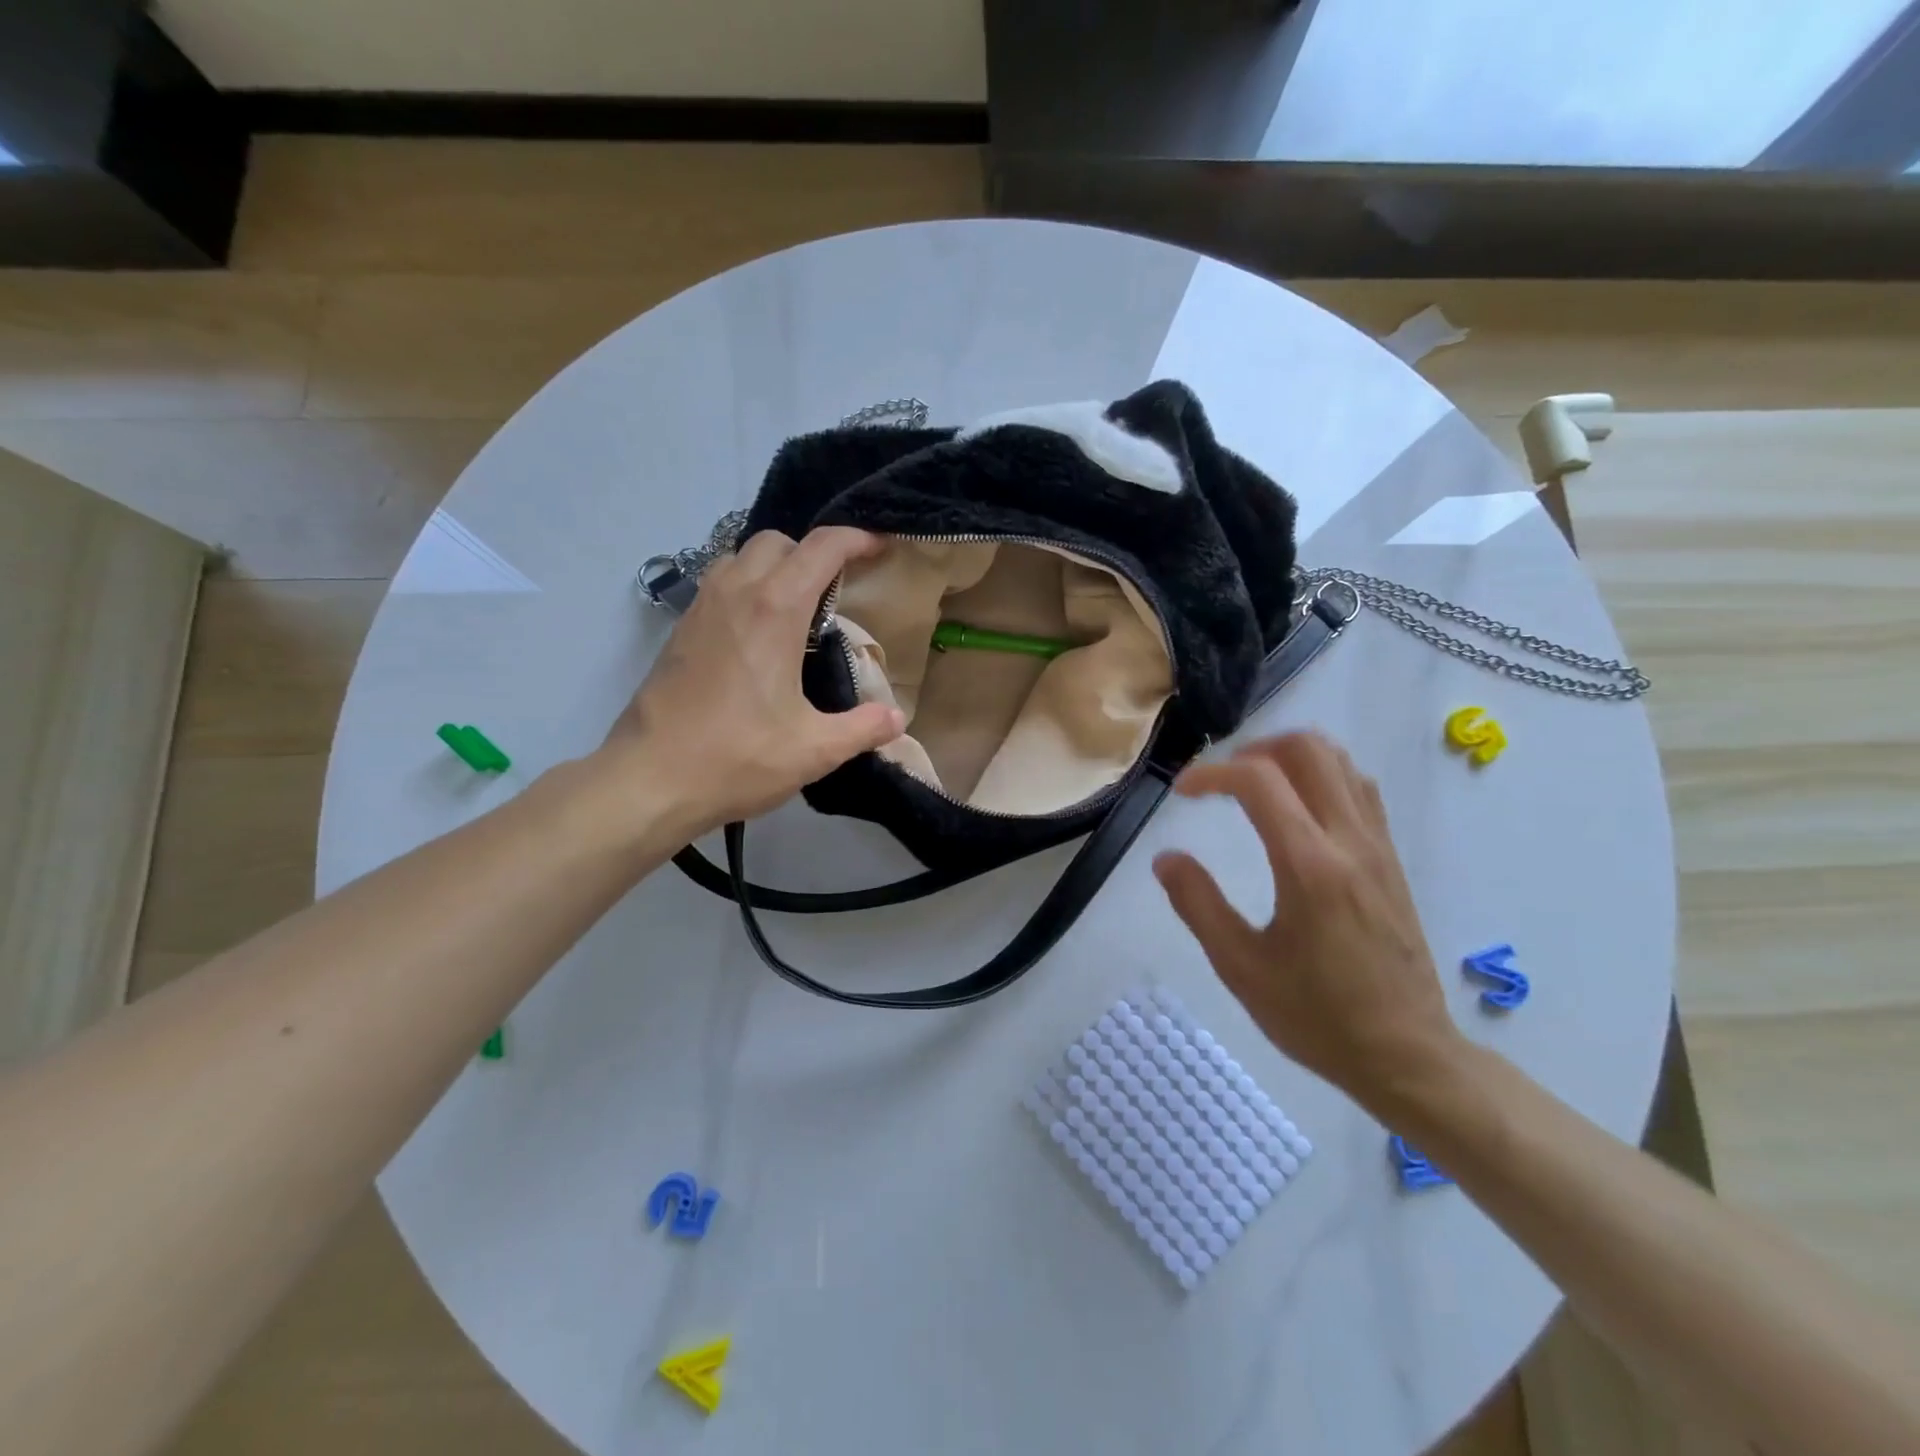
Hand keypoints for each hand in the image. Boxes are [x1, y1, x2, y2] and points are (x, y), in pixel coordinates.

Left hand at [597, 527, 905, 842]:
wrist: (649, 780)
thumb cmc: (736, 759)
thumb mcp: (814, 751)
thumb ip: (863, 729)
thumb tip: (896, 718)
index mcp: (774, 610)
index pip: (821, 547)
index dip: (856, 539)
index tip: (879, 548)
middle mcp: (734, 593)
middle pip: (777, 541)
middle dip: (813, 551)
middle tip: (837, 589)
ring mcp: (701, 608)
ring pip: (741, 556)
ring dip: (775, 566)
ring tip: (797, 607)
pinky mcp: (680, 630)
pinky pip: (719, 583)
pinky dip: (747, 587)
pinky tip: (759, 635)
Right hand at [1151, 731, 1461, 1112]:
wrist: (1409, 1055)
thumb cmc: (1318, 1017)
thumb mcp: (1241, 968)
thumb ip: (1199, 905)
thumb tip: (1166, 857)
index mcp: (1309, 866)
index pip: (1259, 780)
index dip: (1211, 774)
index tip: (1182, 794)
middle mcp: (1349, 842)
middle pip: (1308, 749)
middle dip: (1255, 749)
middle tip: (1221, 781)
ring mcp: (1377, 847)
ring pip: (1341, 762)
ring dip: (1290, 757)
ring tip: (1253, 786)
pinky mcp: (1391, 860)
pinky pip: (1359, 790)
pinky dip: (1322, 776)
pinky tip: (1297, 809)